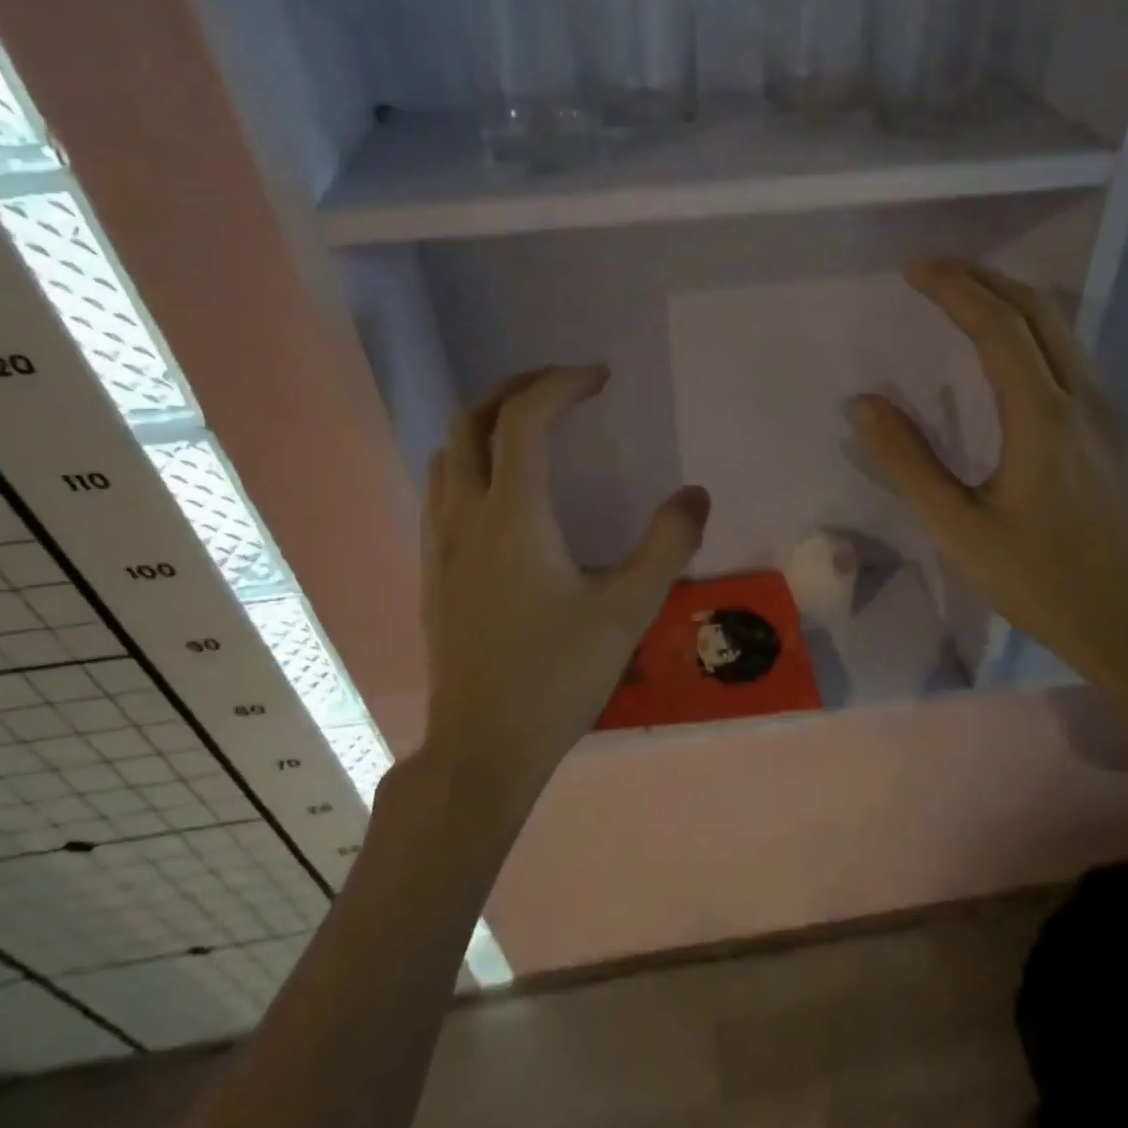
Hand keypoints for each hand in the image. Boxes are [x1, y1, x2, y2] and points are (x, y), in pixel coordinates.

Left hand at [418, 366, 709, 808]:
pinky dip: (470, 459)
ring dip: (488, 421)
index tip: (600, 379)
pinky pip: (441, 487)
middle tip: (563, 387)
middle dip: (517, 388)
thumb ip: (667, 545)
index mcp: (512, 515)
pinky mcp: (432, 570)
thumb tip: (695, 494)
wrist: (481, 749)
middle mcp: (465, 515)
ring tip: (533, 424)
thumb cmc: (556, 678)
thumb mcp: (627, 610)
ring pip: (448, 452)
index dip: (561, 384)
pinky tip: (502, 486)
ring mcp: (439, 543)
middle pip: (471, 420)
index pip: (524, 419)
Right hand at [850, 259, 1127, 688]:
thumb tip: (864, 404)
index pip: (997, 327)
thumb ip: (908, 462)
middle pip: (1038, 311)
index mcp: (1042, 417)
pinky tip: (1007, 346)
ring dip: (1010, 299)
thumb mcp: (958, 528)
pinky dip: (1031, 328)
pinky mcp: (1109, 432)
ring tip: (963, 293)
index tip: (913, 270)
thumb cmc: (1039, 580)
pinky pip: (1069, 354)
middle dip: (984, 278)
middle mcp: (1080, 399)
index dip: (954, 289)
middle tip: (933, 269)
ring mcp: (1103, 413)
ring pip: (1061, 329)